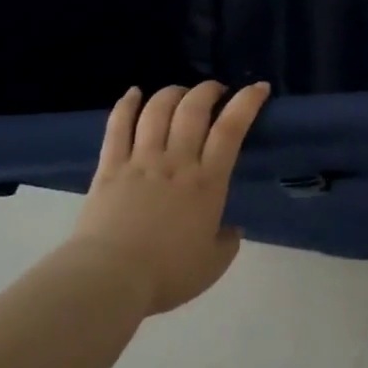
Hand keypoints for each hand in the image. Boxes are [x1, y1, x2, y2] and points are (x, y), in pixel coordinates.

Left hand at [72, 81, 269, 314]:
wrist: (108, 280)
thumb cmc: (166, 274)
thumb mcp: (212, 265)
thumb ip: (227, 243)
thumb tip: (232, 230)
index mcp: (207, 182)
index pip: (231, 129)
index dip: (247, 102)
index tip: (258, 87)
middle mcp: (177, 161)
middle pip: (193, 109)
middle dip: (208, 90)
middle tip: (216, 90)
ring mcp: (141, 160)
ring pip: (158, 110)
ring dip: (172, 93)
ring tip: (181, 93)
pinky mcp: (110, 167)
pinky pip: (117, 127)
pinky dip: (126, 105)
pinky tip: (133, 93)